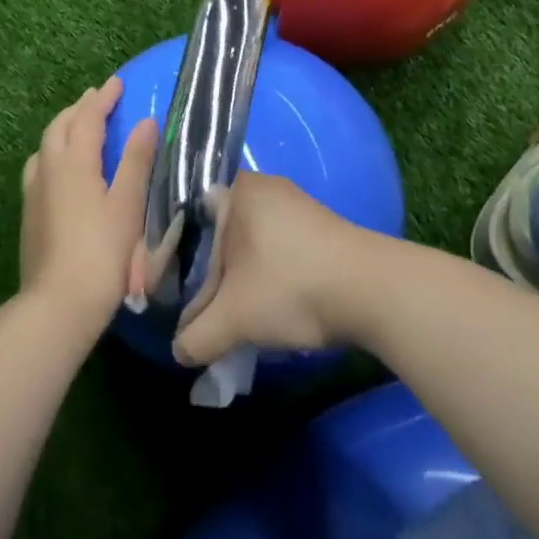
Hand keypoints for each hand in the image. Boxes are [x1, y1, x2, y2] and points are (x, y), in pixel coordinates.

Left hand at [20, 77, 157, 331]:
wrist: (59, 301)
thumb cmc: (103, 251)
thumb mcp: (128, 203)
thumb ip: (136, 160)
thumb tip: (146, 121)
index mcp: (73, 161)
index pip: (87, 117)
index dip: (103, 98)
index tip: (117, 83)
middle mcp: (48, 168)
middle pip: (59, 126)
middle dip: (79, 108)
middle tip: (97, 99)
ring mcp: (34, 191)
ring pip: (45, 145)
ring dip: (62, 128)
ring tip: (78, 127)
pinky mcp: (29, 213)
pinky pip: (39, 166)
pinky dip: (53, 152)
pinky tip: (60, 169)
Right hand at [172, 170, 374, 366]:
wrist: (374, 291)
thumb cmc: (291, 286)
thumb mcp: (235, 318)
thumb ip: (198, 335)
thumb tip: (178, 352)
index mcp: (235, 190)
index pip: (186, 217)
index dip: (171, 255)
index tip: (164, 288)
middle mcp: (262, 187)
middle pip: (218, 232)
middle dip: (207, 273)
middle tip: (196, 308)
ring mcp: (294, 205)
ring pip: (247, 242)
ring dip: (237, 277)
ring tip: (229, 313)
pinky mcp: (318, 227)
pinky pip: (275, 247)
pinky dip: (264, 274)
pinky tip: (265, 305)